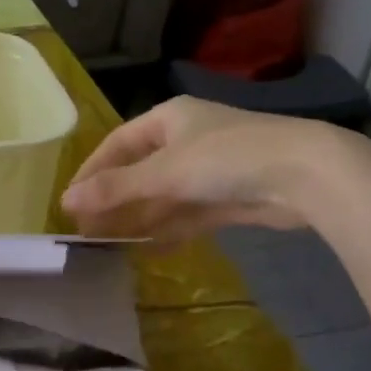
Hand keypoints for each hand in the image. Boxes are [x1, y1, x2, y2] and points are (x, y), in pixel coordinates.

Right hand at [61, 97, 347, 242]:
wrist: (304, 174)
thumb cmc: (226, 158)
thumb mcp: (164, 171)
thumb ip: (116, 188)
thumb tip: (66, 201)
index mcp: (169, 119)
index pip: (118, 143)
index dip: (92, 171)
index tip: (70, 201)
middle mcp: (186, 140)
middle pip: (139, 171)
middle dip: (114, 200)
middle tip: (87, 230)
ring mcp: (209, 170)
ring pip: (163, 196)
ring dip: (138, 218)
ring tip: (109, 245)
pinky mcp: (228, 197)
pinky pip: (187, 214)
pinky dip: (167, 230)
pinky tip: (147, 250)